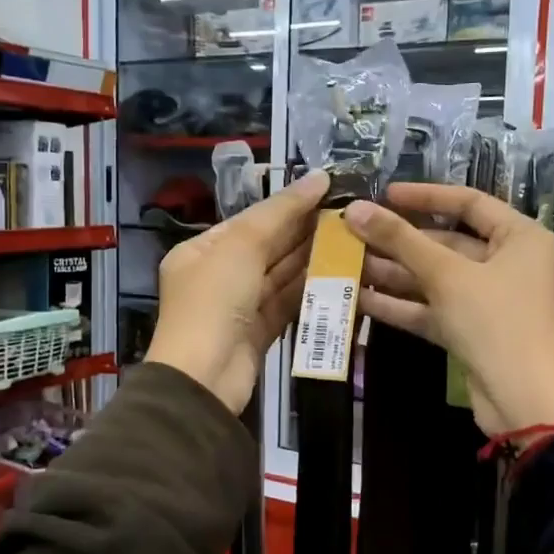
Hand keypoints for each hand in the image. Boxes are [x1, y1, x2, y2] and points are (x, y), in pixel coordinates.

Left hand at [146, 169, 329, 413]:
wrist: (204, 376)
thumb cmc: (215, 300)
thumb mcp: (242, 245)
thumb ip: (281, 211)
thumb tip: (318, 177)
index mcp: (202, 251)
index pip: (251, 220)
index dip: (288, 205)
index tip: (329, 191)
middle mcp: (218, 276)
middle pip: (267, 247)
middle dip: (304, 232)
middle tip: (348, 216)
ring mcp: (238, 307)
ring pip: (280, 276)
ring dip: (312, 259)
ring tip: (351, 240)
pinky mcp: (258, 333)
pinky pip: (286, 303)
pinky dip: (309, 290)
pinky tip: (339, 275)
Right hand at [346, 182, 553, 435]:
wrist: (524, 400)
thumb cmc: (495, 321)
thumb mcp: (446, 274)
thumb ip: (400, 240)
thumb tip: (354, 209)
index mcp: (520, 238)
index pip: (470, 203)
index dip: (425, 196)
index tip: (385, 195)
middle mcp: (509, 264)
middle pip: (448, 242)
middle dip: (400, 242)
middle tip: (355, 234)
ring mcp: (490, 301)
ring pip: (436, 278)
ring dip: (395, 273)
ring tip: (348, 264)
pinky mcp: (473, 332)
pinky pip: (434, 309)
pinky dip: (403, 304)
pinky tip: (361, 298)